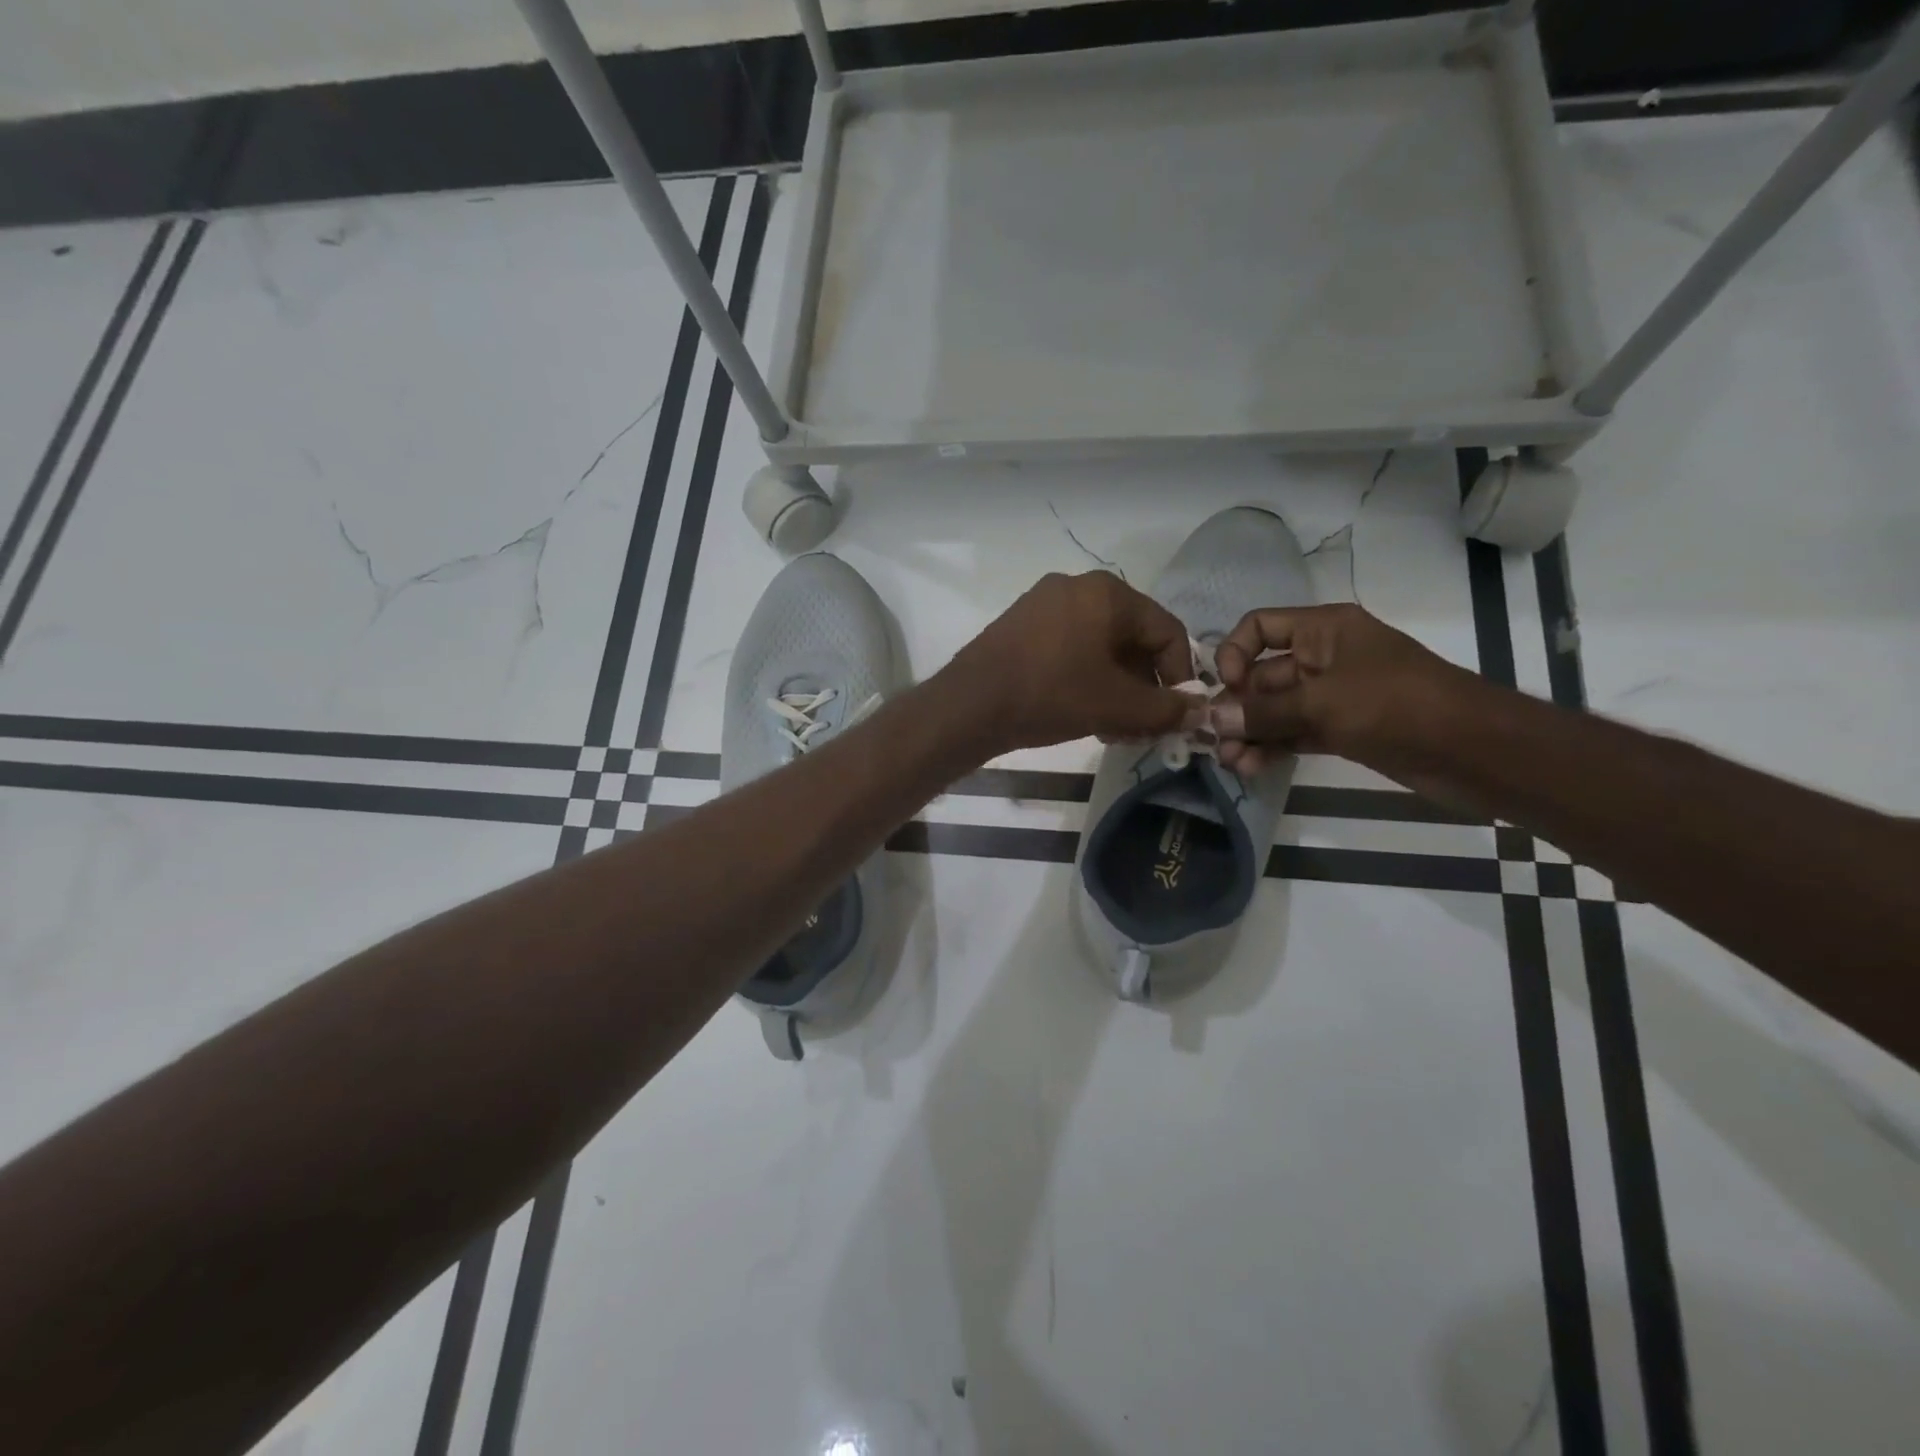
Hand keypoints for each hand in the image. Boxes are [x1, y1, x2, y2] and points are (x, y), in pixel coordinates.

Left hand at [946, 572, 1206, 753]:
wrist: (970, 704)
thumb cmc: (1051, 695)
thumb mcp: (1116, 705)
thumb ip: (1165, 709)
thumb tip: (1199, 712)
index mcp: (1108, 593)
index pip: (1167, 631)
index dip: (1180, 675)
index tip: (1175, 713)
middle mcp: (1077, 586)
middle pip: (1132, 638)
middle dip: (1143, 687)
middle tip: (1142, 727)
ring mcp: (1043, 603)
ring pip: (1099, 646)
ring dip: (1115, 688)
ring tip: (1113, 728)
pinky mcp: (1020, 624)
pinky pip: (1069, 647)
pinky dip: (1085, 677)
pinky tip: (1082, 712)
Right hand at [1210, 603, 1481, 774]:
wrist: (1473, 750)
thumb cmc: (1396, 705)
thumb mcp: (1323, 703)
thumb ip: (1263, 712)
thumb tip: (1210, 720)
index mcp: (1323, 630)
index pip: (1259, 627)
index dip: (1234, 653)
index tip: (1224, 689)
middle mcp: (1323, 657)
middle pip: (1262, 674)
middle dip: (1236, 707)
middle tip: (1213, 742)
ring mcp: (1332, 696)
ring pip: (1275, 709)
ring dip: (1250, 733)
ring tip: (1230, 763)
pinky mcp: (1341, 730)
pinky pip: (1293, 733)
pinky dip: (1272, 747)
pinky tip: (1251, 768)